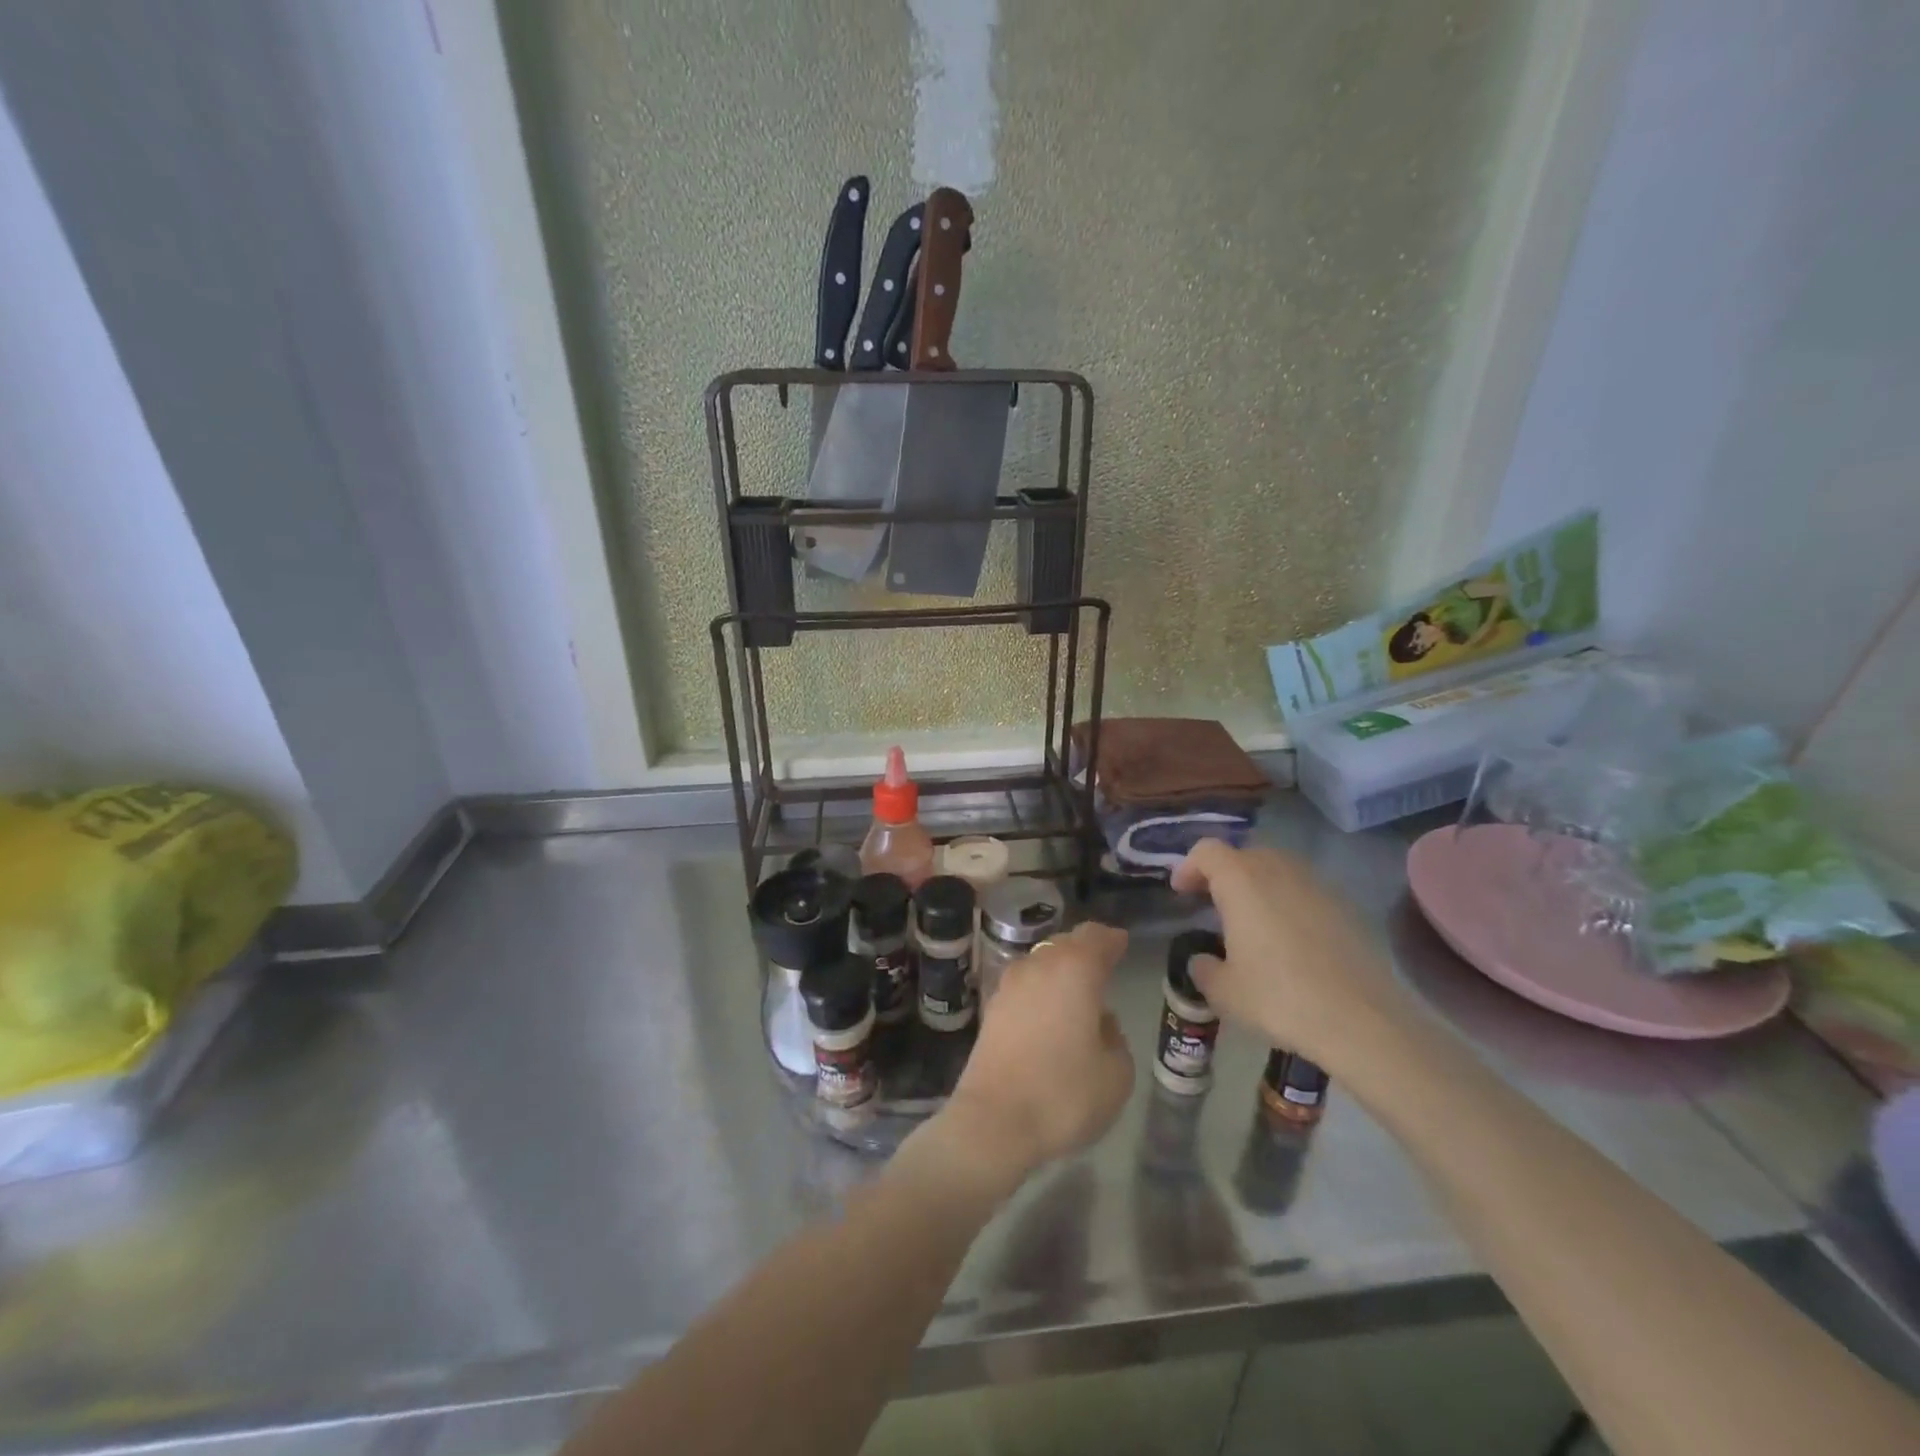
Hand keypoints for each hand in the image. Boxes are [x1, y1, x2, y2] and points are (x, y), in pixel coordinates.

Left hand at [940, 923, 1135, 1180]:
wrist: (994, 1121)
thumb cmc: (1064, 1094)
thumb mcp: (1116, 1073)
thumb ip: (1115, 1037)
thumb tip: (1099, 1021)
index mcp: (1075, 970)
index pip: (1096, 938)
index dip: (1112, 940)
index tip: (1122, 943)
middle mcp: (1040, 966)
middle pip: (1065, 944)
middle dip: (1085, 950)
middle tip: (1103, 964)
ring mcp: (1010, 985)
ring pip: (1041, 962)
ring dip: (1060, 969)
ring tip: (1077, 990)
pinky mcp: (992, 1008)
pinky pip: (1025, 985)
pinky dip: (1040, 990)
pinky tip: (1049, 1011)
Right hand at [1170, 840, 1408, 1069]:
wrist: (1363, 1021)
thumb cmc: (1279, 998)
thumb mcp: (1224, 992)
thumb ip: (1204, 968)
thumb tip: (1204, 960)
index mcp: (1241, 881)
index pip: (1207, 851)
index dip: (1189, 866)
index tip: (1181, 892)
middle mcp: (1278, 871)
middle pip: (1243, 855)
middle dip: (1223, 874)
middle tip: (1211, 904)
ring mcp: (1316, 886)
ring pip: (1277, 870)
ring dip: (1257, 886)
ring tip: (1249, 922)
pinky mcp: (1345, 908)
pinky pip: (1304, 892)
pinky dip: (1287, 903)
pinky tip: (1287, 941)